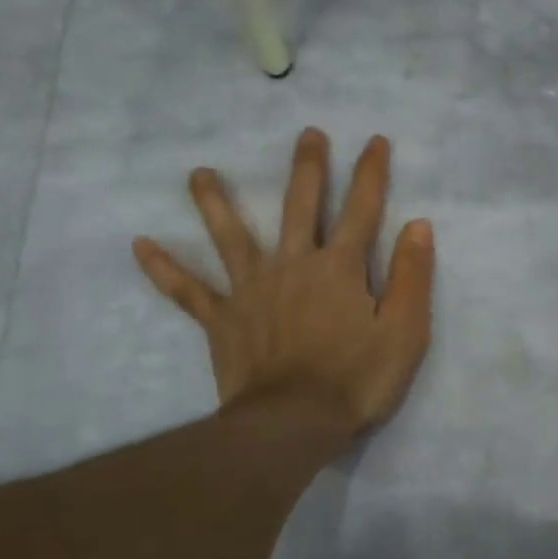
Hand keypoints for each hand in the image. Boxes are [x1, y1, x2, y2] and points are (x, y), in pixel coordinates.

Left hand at [133, 129, 434, 435]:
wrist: (293, 423)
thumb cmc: (357, 380)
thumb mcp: (405, 332)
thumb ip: (412, 276)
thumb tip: (418, 225)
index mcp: (340, 268)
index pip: (363, 209)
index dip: (371, 173)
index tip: (375, 141)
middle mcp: (293, 265)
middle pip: (300, 206)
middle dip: (308, 169)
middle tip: (307, 134)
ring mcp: (252, 290)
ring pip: (231, 236)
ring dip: (215, 203)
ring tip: (199, 173)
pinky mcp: (223, 319)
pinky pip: (188, 291)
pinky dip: (164, 270)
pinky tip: (140, 246)